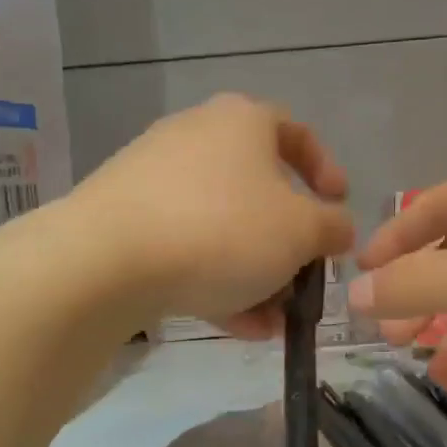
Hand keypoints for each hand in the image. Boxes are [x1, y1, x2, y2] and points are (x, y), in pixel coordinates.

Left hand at [72, 94, 353, 336]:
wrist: (107, 259)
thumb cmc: (222, 230)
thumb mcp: (300, 232)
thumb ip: (332, 227)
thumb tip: (338, 227)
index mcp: (241, 121)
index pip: (295, 132)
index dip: (325, 170)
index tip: (338, 207)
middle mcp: (195, 137)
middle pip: (256, 189)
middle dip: (286, 244)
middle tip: (303, 280)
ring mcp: (154, 177)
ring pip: (221, 226)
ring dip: (253, 273)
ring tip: (272, 321)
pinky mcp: (126, 218)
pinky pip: (185, 245)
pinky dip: (214, 279)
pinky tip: (237, 325)